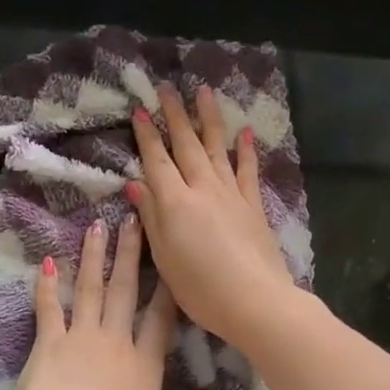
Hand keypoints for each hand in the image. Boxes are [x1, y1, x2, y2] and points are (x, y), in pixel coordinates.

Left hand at [8, 215, 225, 389]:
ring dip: (94, 257)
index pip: (161, 317)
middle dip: (130, 255)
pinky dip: (47, 286)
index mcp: (144, 363)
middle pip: (125, 291)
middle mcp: (115, 341)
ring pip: (90, 290)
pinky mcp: (48, 342)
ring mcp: (80, 337)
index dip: (168, 286)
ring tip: (97, 226)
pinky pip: (49, 308)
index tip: (173, 256)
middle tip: (133, 220)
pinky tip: (48, 262)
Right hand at [125, 83, 296, 349]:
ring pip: (217, 148)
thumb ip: (150, 217)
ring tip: (203, 92)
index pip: (157, 161)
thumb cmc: (200, 287)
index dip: (147, 136)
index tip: (140, 110)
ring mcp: (232, 194)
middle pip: (186, 146)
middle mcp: (203, 189)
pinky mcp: (253, 206)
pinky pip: (247, 171)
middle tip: (167, 89)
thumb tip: (135, 184)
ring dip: (209, 119)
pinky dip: (245, 150)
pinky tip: (243, 132)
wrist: (254, 300)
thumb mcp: (164, 256)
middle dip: (176, 116)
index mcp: (175, 202)